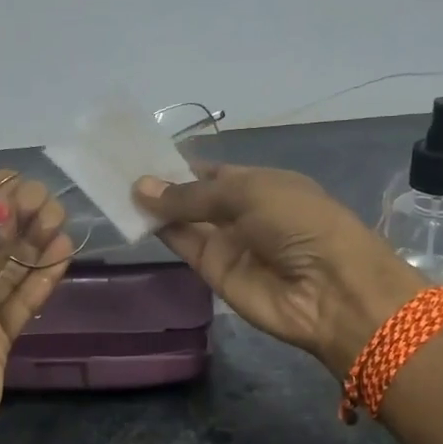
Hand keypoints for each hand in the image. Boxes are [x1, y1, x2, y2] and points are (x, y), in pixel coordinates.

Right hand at [133, 164, 422, 373]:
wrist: (328, 290)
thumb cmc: (300, 224)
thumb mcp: (249, 194)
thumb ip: (192, 194)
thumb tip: (141, 186)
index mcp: (261, 184)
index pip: (212, 172)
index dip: (180, 165)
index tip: (140, 154)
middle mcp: (242, 212)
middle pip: (195, 197)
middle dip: (162, 184)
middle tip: (116, 168)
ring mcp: (227, 243)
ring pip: (184, 220)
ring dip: (155, 206)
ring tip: (114, 185)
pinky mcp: (213, 272)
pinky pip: (183, 245)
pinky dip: (159, 230)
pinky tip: (132, 213)